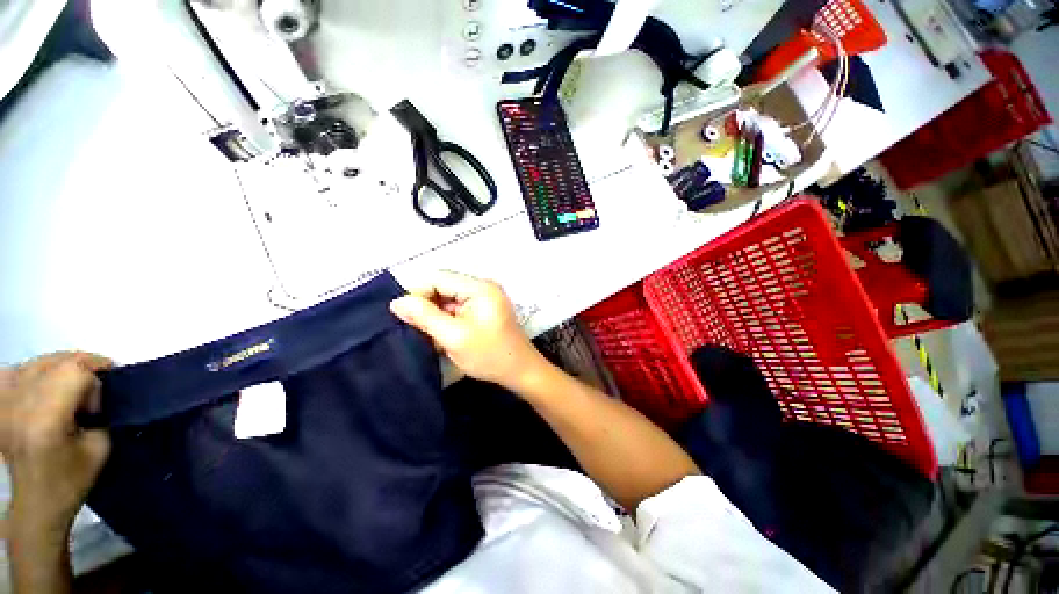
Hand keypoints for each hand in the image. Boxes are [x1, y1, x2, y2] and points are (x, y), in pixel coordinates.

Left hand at [1, 352, 112, 537]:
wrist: (35, 503)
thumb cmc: (71, 480)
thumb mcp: (99, 449)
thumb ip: (101, 414)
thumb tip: (98, 389)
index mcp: (45, 420)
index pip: (74, 371)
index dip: (95, 377)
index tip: (104, 395)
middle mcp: (20, 406)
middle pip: (54, 362)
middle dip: (80, 366)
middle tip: (96, 382)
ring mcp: (4, 404)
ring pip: (35, 363)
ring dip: (59, 367)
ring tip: (72, 383)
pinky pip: (14, 373)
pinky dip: (32, 373)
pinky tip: (41, 384)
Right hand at [390, 271, 547, 390]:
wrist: (520, 371)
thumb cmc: (489, 355)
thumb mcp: (453, 337)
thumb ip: (424, 316)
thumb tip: (397, 301)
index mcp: (479, 287)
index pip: (438, 278)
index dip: (417, 293)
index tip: (402, 316)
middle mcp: (482, 286)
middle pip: (443, 287)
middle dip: (427, 306)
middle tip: (414, 328)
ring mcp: (485, 298)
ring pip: (448, 299)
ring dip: (436, 315)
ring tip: (427, 335)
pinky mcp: (484, 309)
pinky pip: (458, 308)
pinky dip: (446, 320)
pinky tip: (441, 336)